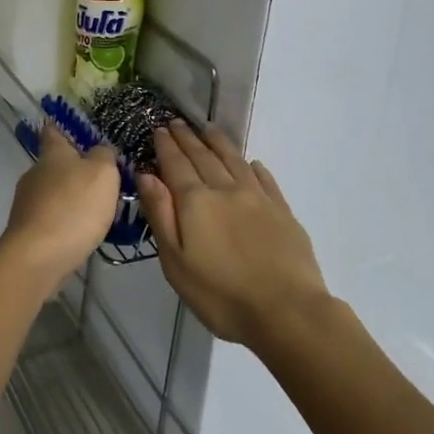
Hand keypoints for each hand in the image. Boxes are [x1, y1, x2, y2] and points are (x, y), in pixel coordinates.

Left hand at [0, 123, 121, 292]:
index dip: (62, 128)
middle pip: (53, 164)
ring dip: (69, 197)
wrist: (38, 256)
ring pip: (51, 192)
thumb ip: (104, 156)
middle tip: (100, 178)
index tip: (71, 128)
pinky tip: (79, 231)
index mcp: (52, 154)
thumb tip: (99, 149)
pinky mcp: (26, 229)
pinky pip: (50, 217)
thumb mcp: (102, 173)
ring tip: (95, 209)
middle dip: (73, 169)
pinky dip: (64, 220)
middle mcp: (34, 173)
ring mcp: (26, 202)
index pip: (53, 131)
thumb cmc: (74, 207)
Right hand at [136, 121, 329, 346]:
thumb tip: (146, 174)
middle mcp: (225, 189)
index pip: (176, 164)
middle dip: (188, 138)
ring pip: (234, 160)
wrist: (287, 311)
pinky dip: (253, 167)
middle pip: (203, 157)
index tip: (159, 128)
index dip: (166, 146)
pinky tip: (251, 163)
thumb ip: (160, 214)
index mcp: (195, 201)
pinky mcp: (282, 211)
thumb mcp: (175, 261)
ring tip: (209, 130)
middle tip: (177, 122)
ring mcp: (257, 198)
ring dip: (218, 143)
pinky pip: (264, 179)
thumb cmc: (221, 294)